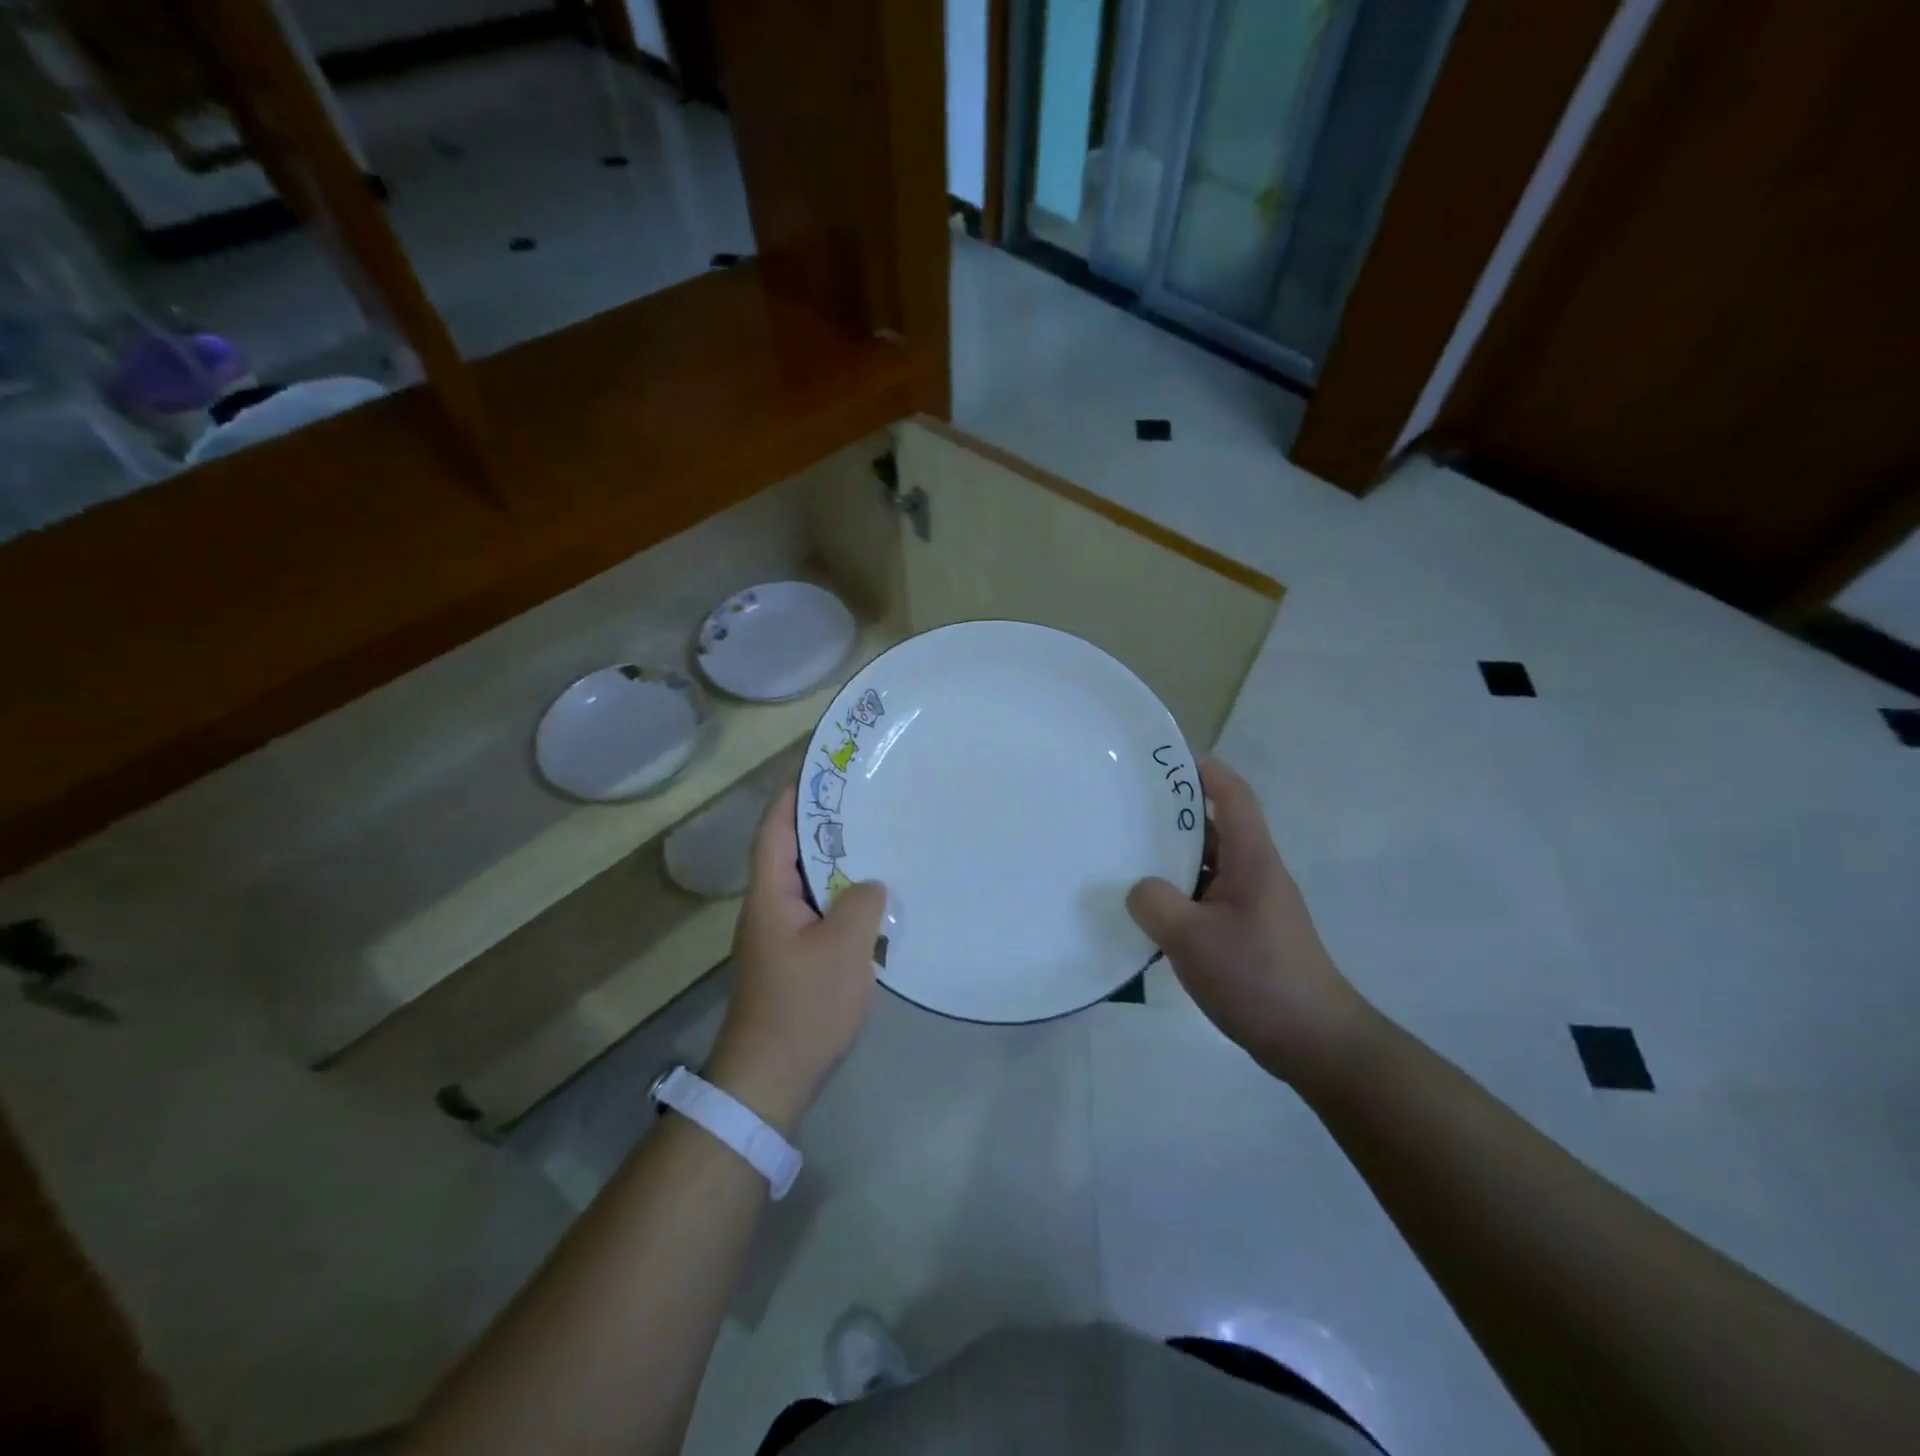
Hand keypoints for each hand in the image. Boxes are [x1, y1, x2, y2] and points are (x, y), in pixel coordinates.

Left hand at [707, 785, 887, 1131]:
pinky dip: (841, 896)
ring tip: (875, 839)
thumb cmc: (803, 1006)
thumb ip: (861, 904)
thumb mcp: (843, 949)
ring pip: (808, 883)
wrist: (770, 1079)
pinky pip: (818, 911)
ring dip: (835, 861)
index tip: (819, 767)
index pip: (775, 831)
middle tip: (862, 799)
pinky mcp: (793, 959)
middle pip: (791, 852)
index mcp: (770, 896)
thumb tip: (870, 885)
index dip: (793, 795)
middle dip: (821, 822)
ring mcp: (780, 936)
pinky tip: (872, 899)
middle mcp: (769, 908)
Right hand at [1126, 757, 1369, 1088]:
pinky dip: (1179, 896)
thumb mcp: (1193, 939)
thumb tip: (1140, 888)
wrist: (1315, 1043)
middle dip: (1175, 815)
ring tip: (1126, 858)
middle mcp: (1254, 874)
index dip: (1204, 770)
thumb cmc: (1259, 978)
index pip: (1234, 796)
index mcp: (1252, 860)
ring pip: (1208, 867)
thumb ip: (1156, 905)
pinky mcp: (1246, 934)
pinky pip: (1206, 899)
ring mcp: (1251, 906)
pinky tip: (1148, 913)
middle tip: (1126, 810)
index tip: (1164, 761)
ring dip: (1173, 860)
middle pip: (1216, 828)